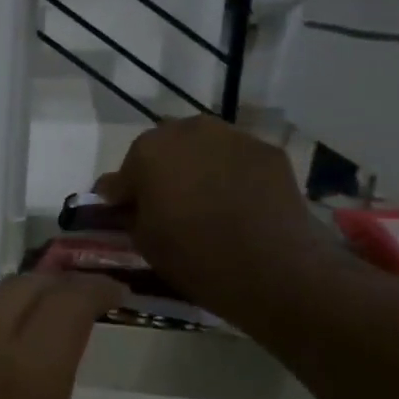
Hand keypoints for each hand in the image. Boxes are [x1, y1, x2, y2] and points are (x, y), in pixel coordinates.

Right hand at [95, 116, 334, 323]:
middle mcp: (187, 131)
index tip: (126, 213)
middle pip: (164, 149)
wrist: (274, 267)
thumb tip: (126, 201)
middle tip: (168, 204)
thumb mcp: (145, 242)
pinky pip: (236, 158)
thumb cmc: (196, 257)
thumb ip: (130, 213)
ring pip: (203, 147)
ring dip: (197, 166)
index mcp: (148, 152)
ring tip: (206, 200)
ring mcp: (231, 136)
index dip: (124, 195)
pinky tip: (238, 201)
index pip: (123, 173)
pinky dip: (231, 173)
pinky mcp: (267, 150)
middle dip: (161, 171)